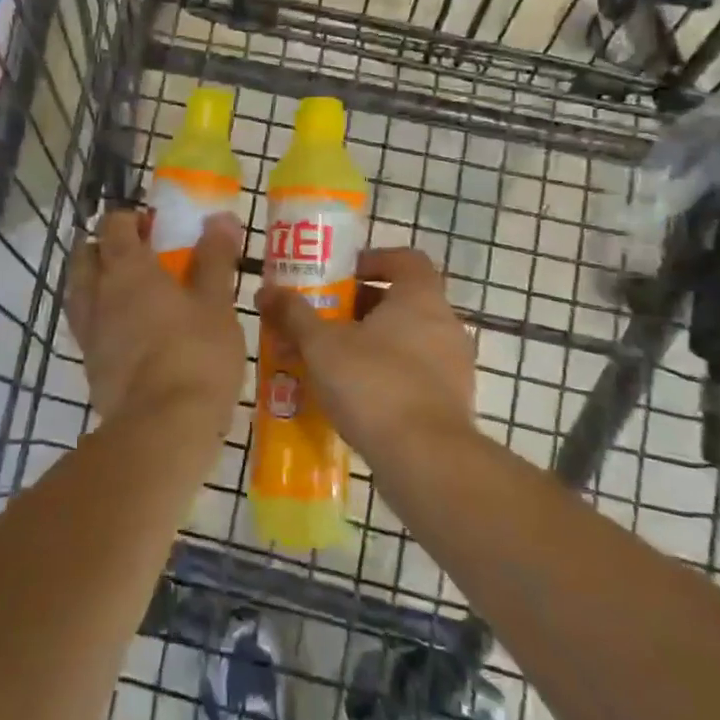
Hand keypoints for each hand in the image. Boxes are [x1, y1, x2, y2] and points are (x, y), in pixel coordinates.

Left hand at [65, 209, 246, 428]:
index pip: (113, 225)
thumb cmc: (196, 354)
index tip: (153, 226)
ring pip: (79, 292)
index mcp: (127, 269)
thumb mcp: (217, 303)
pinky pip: (87, 327)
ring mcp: (89, 331)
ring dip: (96, 281)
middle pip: (85, 255)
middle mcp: (98, 294)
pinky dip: (101, 317)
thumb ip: (215, 258)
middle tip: (138, 255)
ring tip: (129, 291)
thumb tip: (219, 217)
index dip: (130, 219)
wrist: (163, 427)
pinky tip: (127, 331)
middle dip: (105, 247)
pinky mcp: (90, 365)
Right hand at [258, 248, 475, 465]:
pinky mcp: (452, 403)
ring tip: (330, 362)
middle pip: (400, 301)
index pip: (404, 259)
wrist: (426, 460)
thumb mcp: (322, 345)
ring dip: (370, 344)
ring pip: (406, 340)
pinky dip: (386, 376)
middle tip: (323, 321)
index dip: (372, 261)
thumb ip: (294, 314)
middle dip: (359, 308)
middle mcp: (445, 324)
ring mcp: (454, 365)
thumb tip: (265, 291)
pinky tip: (353, 398)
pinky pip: (415, 375)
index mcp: (420, 297)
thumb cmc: (373, 384)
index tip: (340, 276)